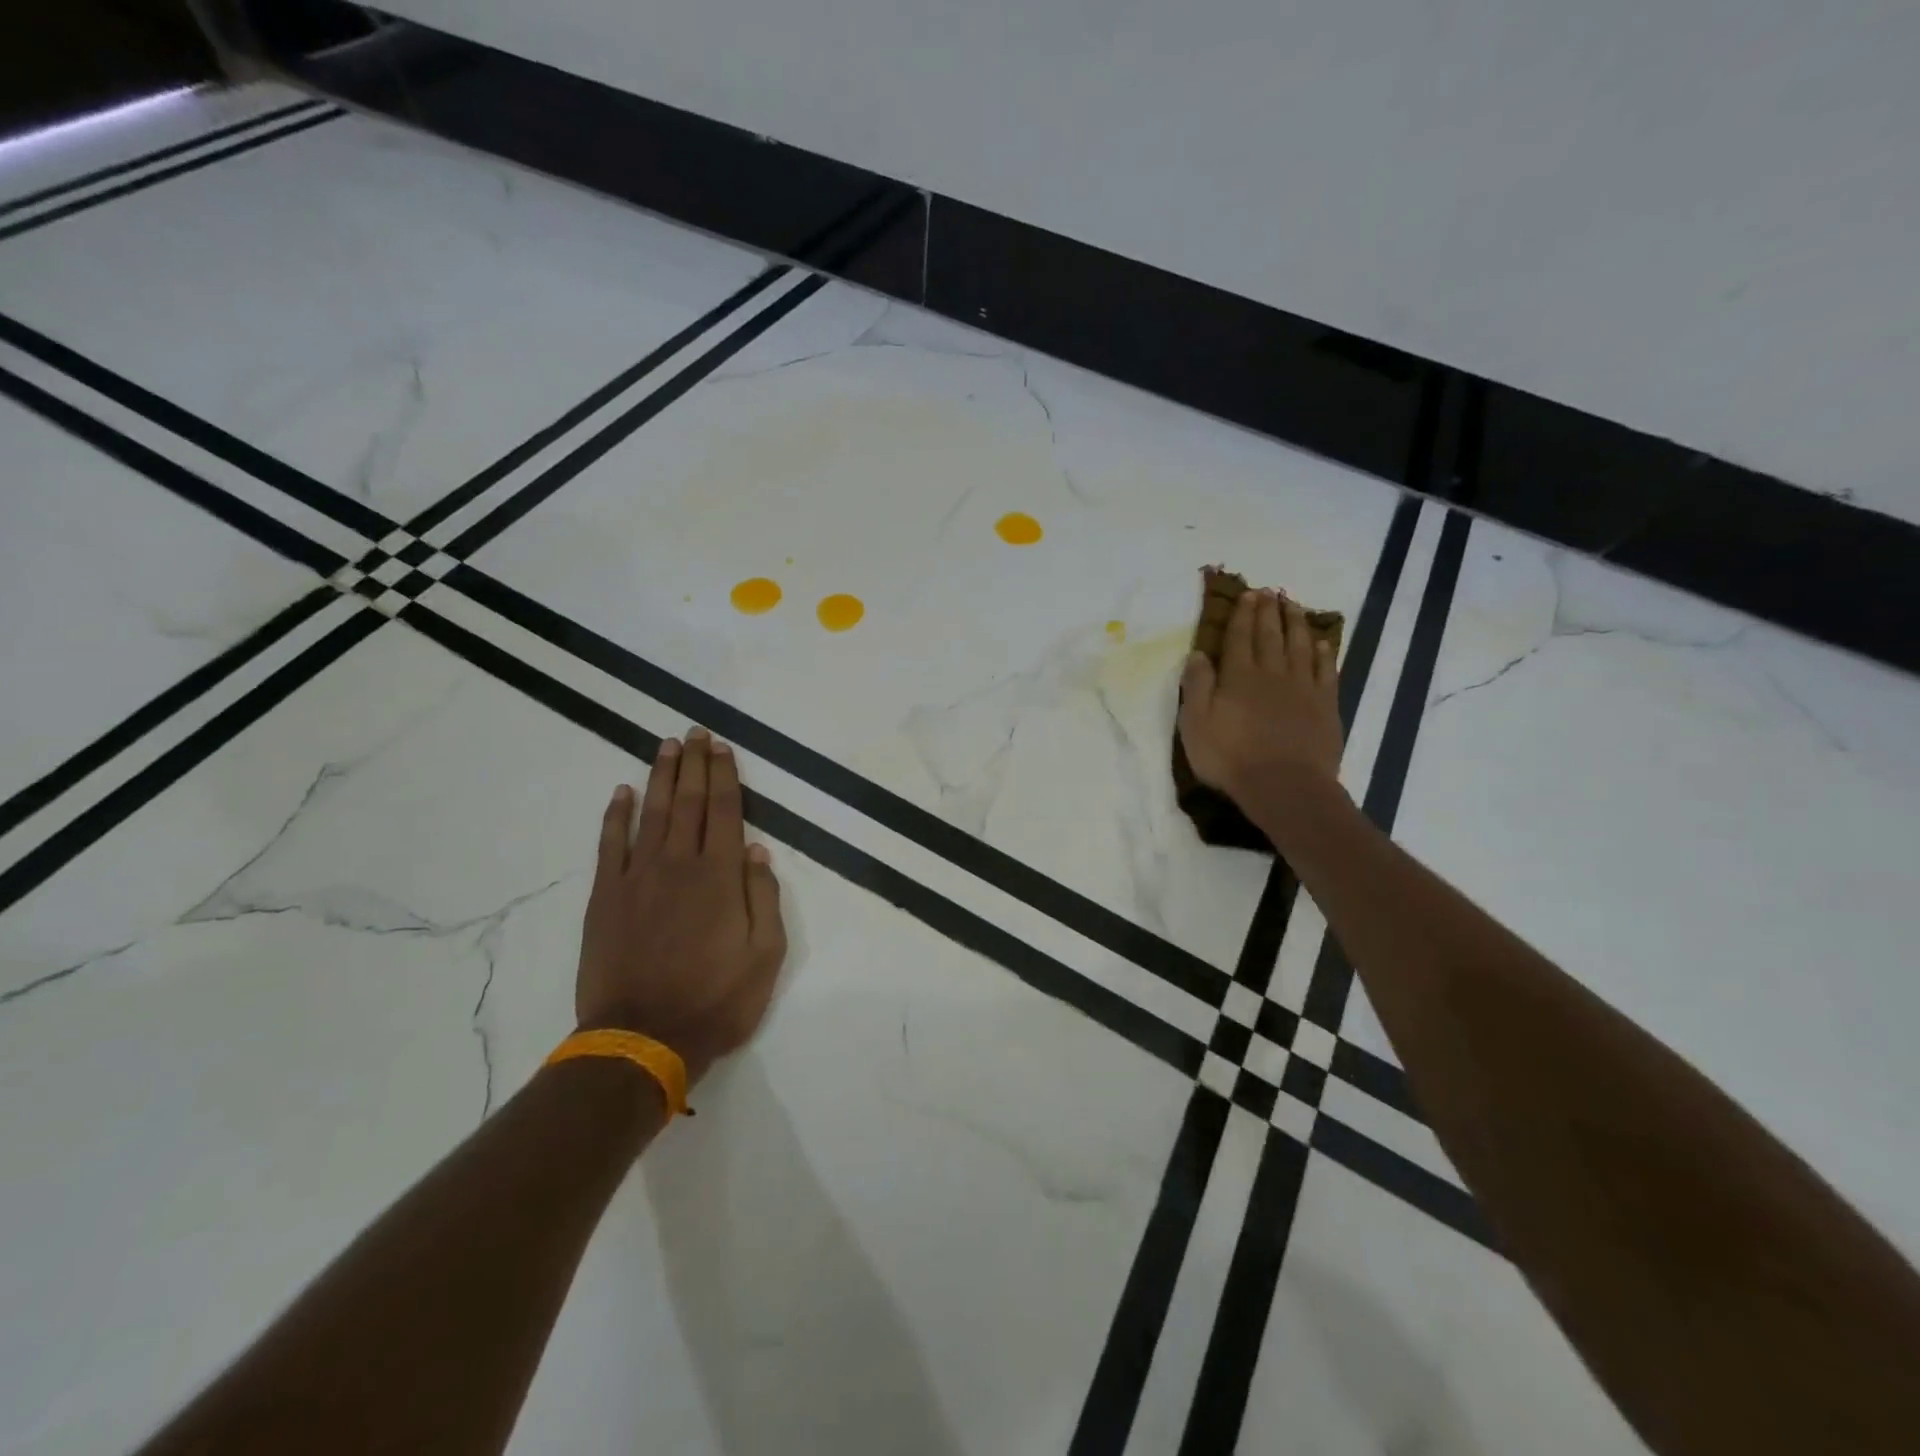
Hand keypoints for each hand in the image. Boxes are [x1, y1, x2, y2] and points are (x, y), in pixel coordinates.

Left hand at [575, 728, 787, 1082]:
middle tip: (695, 733)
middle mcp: (680, 864)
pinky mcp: (606, 897)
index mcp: (721, 877)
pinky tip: (622, 792)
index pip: (726, 812)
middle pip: (690, 802)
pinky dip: (616, 815)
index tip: (722, 748)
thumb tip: (758, 852)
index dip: (725, 776)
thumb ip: (764, 899)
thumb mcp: (765, 956)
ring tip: (666, 746)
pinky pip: (611, 844)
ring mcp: (638, 877)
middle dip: (694, 764)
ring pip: (653, 813)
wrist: (641, 1039)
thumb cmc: (715, 1000)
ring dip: (661, 777)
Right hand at [1179, 587, 1344, 813]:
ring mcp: (1302, 688)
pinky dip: (1323, 653)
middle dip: (1268, 612)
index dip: (1242, 615)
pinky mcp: (1325, 705)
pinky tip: (1322, 642)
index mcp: (1238, 677)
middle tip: (1269, 591)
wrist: (1284, 786)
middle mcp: (1271, 673)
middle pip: (1270, 635)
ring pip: (1300, 645)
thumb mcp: (1195, 724)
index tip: (1247, 595)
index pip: (1239, 637)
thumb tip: (1198, 654)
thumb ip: (1196, 686)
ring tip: (1294, 605)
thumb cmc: (1231, 758)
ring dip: (1296, 623)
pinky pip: (1325, 670)